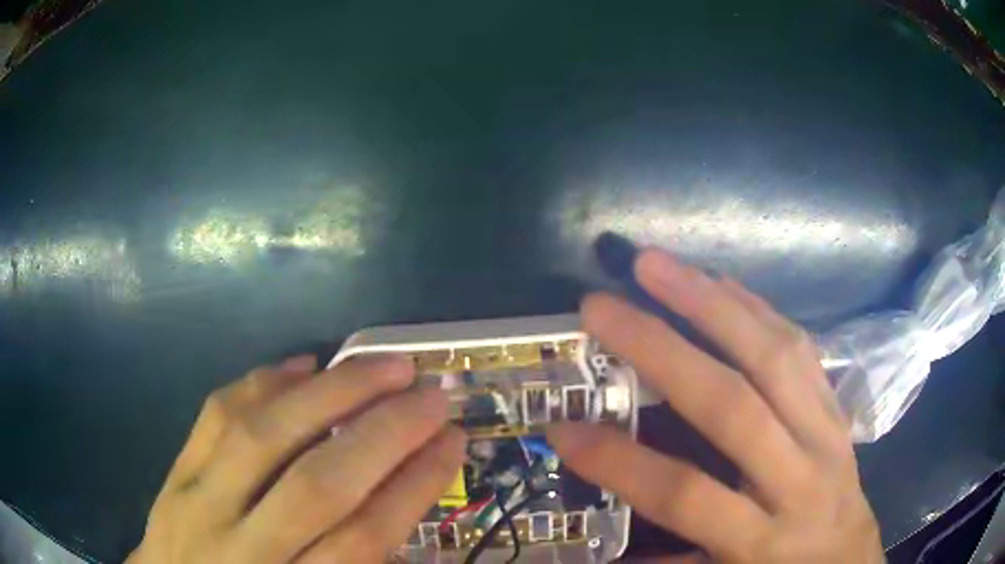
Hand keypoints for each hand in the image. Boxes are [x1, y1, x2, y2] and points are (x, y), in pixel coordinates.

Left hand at [128, 355, 464, 563]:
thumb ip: (355, 561)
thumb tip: (403, 495)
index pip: (362, 539)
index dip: (415, 487)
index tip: (453, 442)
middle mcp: (242, 550)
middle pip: (316, 486)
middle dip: (383, 433)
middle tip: (431, 392)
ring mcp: (199, 503)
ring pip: (264, 438)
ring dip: (330, 394)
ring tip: (382, 365)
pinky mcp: (174, 472)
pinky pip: (216, 416)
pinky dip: (264, 383)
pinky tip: (303, 363)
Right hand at [547, 248, 882, 562]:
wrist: (849, 559)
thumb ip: (670, 561)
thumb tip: (604, 544)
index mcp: (761, 540)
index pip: (685, 493)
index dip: (620, 463)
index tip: (563, 429)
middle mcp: (799, 479)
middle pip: (733, 406)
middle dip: (661, 350)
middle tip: (600, 307)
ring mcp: (826, 434)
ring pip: (774, 357)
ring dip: (711, 303)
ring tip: (656, 265)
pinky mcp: (837, 409)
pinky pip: (801, 347)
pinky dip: (757, 308)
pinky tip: (721, 283)